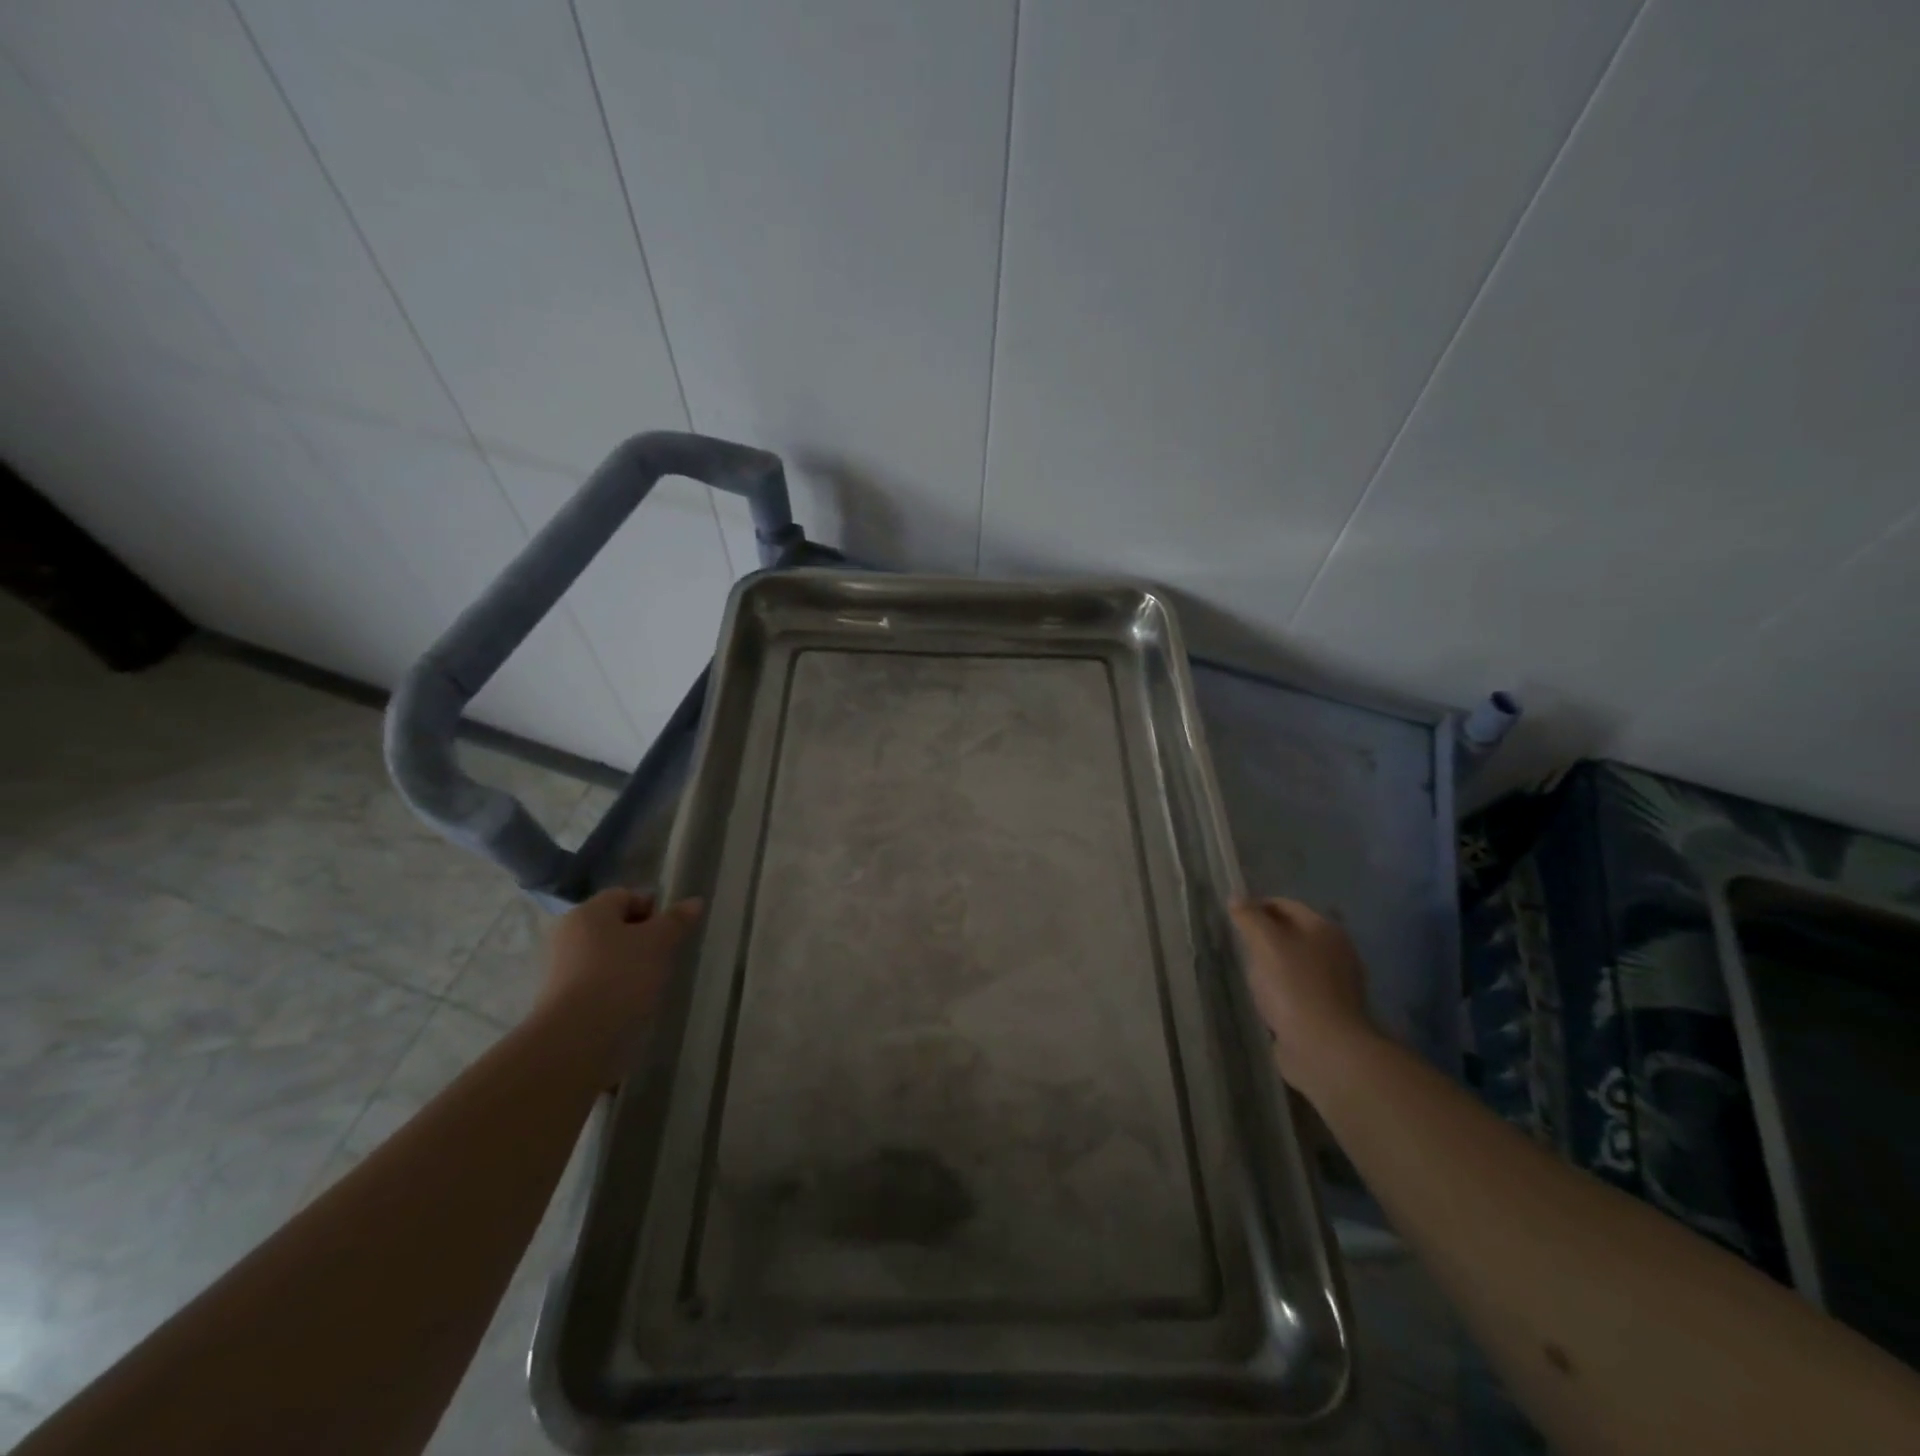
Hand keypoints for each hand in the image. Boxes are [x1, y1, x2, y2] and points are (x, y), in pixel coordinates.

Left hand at [536, 888, 702, 1078]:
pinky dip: (615, 990)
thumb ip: (677, 920)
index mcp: (588, 912)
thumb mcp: (659, 942)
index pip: (625, 896)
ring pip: (605, 957)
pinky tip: (632, 1005)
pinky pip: (596, 984)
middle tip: (666, 957)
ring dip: (629, 966)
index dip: (653, 908)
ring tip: (652, 984)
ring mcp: (560, 970)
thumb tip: (694, 901)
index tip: (673, 931)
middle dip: (642, 939)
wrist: (577, 1039)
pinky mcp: (560, 1002)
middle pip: (613, 927)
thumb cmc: (621, 975)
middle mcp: (568, 935)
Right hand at [1229, 896, 1378, 1099]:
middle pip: (1292, 933)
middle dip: (1264, 936)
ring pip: (1294, 962)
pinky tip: (1265, 998)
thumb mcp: (1265, 943)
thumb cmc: (1294, 987)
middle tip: (1238, 946)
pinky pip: (1298, 989)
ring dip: (1272, 964)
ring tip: (1248, 973)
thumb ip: (1249, 917)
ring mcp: (1335, 984)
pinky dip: (1281, 989)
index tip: (1232, 919)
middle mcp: (1335, 951)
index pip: (1285, 905)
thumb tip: (1236, 898)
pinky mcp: (1328, 1011)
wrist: (1325, 1049)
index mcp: (1324, 929)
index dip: (1257, 906)